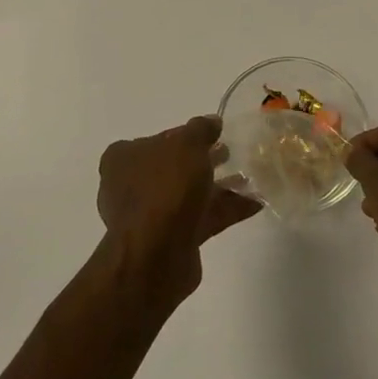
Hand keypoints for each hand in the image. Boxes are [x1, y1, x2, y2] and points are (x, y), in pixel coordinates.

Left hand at [97, 115, 260, 306]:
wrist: (155, 256)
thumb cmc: (165, 188)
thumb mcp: (187, 145)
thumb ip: (201, 129)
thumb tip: (212, 122)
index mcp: (123, 158)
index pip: (158, 139)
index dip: (186, 135)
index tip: (213, 135)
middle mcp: (131, 186)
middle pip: (174, 167)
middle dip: (205, 161)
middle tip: (232, 153)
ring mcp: (150, 216)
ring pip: (189, 194)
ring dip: (219, 186)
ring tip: (251, 178)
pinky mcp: (171, 240)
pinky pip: (201, 218)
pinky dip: (225, 209)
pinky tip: (254, 203)